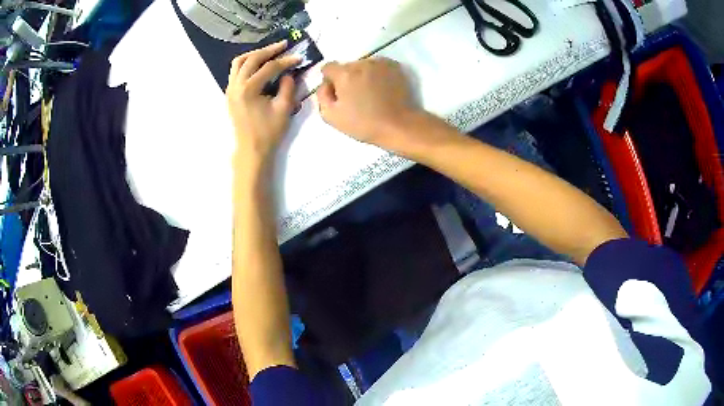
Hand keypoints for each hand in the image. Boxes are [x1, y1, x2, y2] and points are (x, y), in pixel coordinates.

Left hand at [227, 40, 299, 166]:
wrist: (251, 150)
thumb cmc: (268, 132)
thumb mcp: (284, 109)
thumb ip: (288, 87)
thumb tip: (288, 73)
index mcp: (249, 90)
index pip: (269, 67)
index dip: (285, 61)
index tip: (298, 58)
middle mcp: (236, 86)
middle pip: (251, 59)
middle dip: (268, 50)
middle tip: (283, 45)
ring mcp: (230, 89)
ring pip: (239, 62)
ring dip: (254, 54)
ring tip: (269, 51)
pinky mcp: (230, 94)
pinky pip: (235, 71)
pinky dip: (246, 63)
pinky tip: (258, 64)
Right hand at [317, 58, 420, 150]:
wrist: (399, 126)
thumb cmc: (363, 124)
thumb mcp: (331, 116)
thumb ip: (322, 95)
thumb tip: (325, 84)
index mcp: (344, 74)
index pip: (328, 68)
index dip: (330, 80)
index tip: (338, 94)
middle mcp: (361, 63)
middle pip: (347, 67)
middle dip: (348, 78)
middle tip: (356, 97)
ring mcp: (380, 63)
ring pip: (363, 66)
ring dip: (363, 75)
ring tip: (371, 93)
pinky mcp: (395, 66)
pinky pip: (379, 66)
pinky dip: (378, 74)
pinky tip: (382, 88)